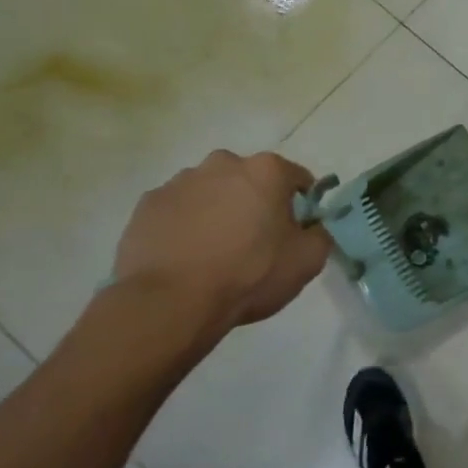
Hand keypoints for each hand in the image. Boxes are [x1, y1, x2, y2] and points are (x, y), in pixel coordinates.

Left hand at [112, 151, 331, 332]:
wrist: (171, 302)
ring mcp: (179, 182)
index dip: (302, 203)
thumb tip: (313, 228)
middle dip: (255, 202)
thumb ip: (320, 235)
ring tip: (216, 251)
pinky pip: (178, 210)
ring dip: (218, 211)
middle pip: (249, 180)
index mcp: (266, 171)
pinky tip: (187, 256)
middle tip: (256, 240)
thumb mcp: (308, 260)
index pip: (297, 177)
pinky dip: (186, 225)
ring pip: (211, 192)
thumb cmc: (250, 275)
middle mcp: (222, 164)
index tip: (298, 229)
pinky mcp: (147, 205)